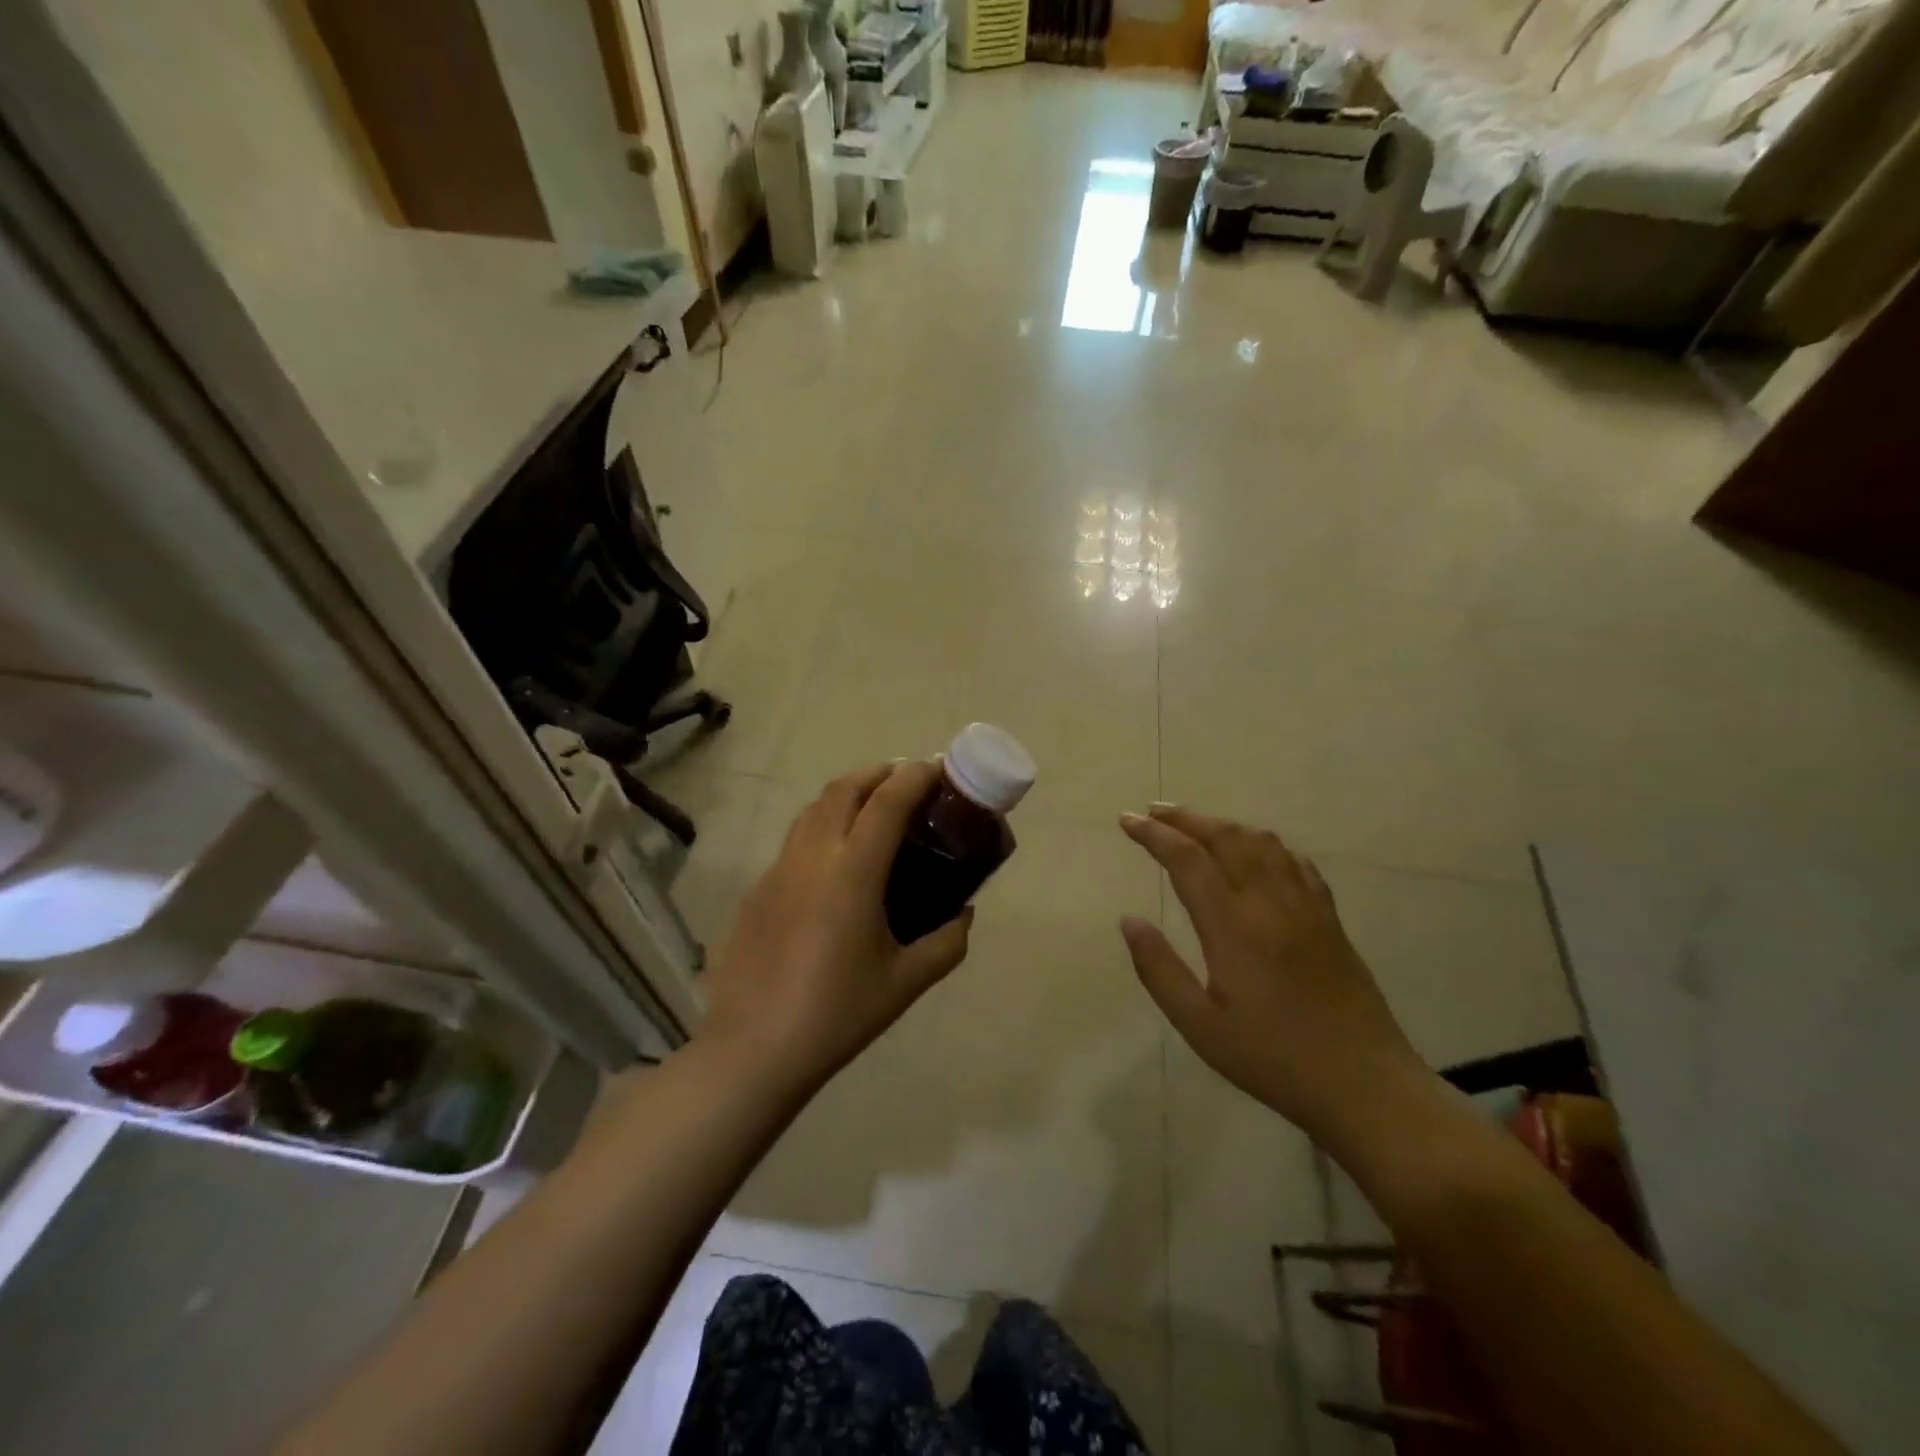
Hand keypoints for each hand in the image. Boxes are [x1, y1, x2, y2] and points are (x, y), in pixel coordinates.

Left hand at [699, 761, 972, 1093]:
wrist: (753, 1050)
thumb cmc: (838, 1014)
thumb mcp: (906, 982)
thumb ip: (947, 943)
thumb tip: (964, 915)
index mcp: (853, 872)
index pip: (887, 801)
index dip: (916, 776)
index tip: (938, 769)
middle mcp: (812, 856)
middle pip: (844, 788)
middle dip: (879, 773)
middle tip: (908, 783)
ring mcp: (778, 869)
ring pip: (814, 807)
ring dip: (848, 793)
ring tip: (874, 810)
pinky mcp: (758, 889)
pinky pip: (796, 838)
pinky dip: (823, 824)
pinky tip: (836, 860)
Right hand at [1118, 805, 1426, 1141]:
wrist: (1365, 1085)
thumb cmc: (1272, 1059)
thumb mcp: (1200, 1026)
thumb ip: (1159, 969)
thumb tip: (1128, 921)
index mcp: (1234, 927)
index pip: (1188, 860)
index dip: (1154, 835)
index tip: (1127, 820)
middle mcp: (1270, 903)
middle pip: (1226, 838)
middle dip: (1186, 818)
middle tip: (1153, 811)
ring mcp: (1306, 906)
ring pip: (1262, 842)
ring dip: (1224, 825)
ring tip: (1196, 825)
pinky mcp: (1329, 918)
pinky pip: (1295, 862)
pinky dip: (1265, 844)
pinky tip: (1256, 851)